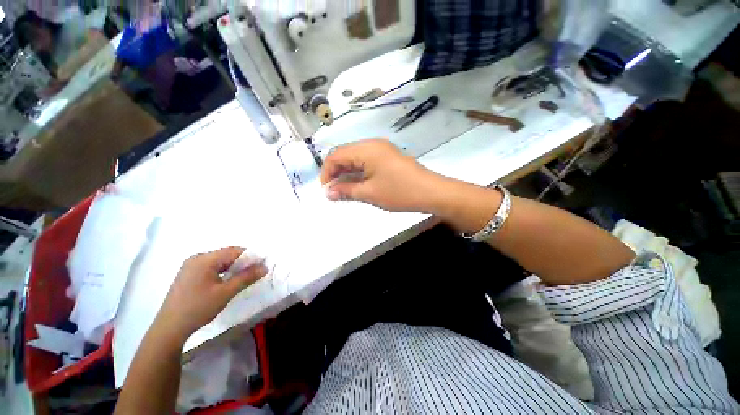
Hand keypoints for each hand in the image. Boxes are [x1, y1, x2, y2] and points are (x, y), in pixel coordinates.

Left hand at [154, 247, 267, 342]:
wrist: (169, 328)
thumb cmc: (198, 308)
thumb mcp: (226, 293)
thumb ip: (246, 277)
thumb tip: (265, 267)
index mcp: (205, 259)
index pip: (234, 251)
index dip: (251, 256)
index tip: (263, 264)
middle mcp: (197, 258)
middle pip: (226, 255)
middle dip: (243, 262)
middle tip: (255, 272)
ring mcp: (190, 266)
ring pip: (219, 261)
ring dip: (233, 267)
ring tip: (244, 277)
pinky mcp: (188, 274)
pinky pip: (211, 267)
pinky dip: (223, 271)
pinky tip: (227, 281)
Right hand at [320, 139, 443, 211]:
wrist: (431, 192)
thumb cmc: (399, 192)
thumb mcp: (369, 193)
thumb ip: (346, 190)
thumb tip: (328, 192)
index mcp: (366, 149)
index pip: (336, 155)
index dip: (327, 172)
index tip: (326, 189)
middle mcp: (373, 144)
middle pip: (346, 154)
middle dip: (336, 172)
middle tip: (334, 191)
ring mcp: (382, 149)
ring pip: (356, 158)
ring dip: (347, 172)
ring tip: (344, 189)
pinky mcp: (388, 157)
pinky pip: (367, 161)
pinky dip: (359, 172)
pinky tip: (358, 183)